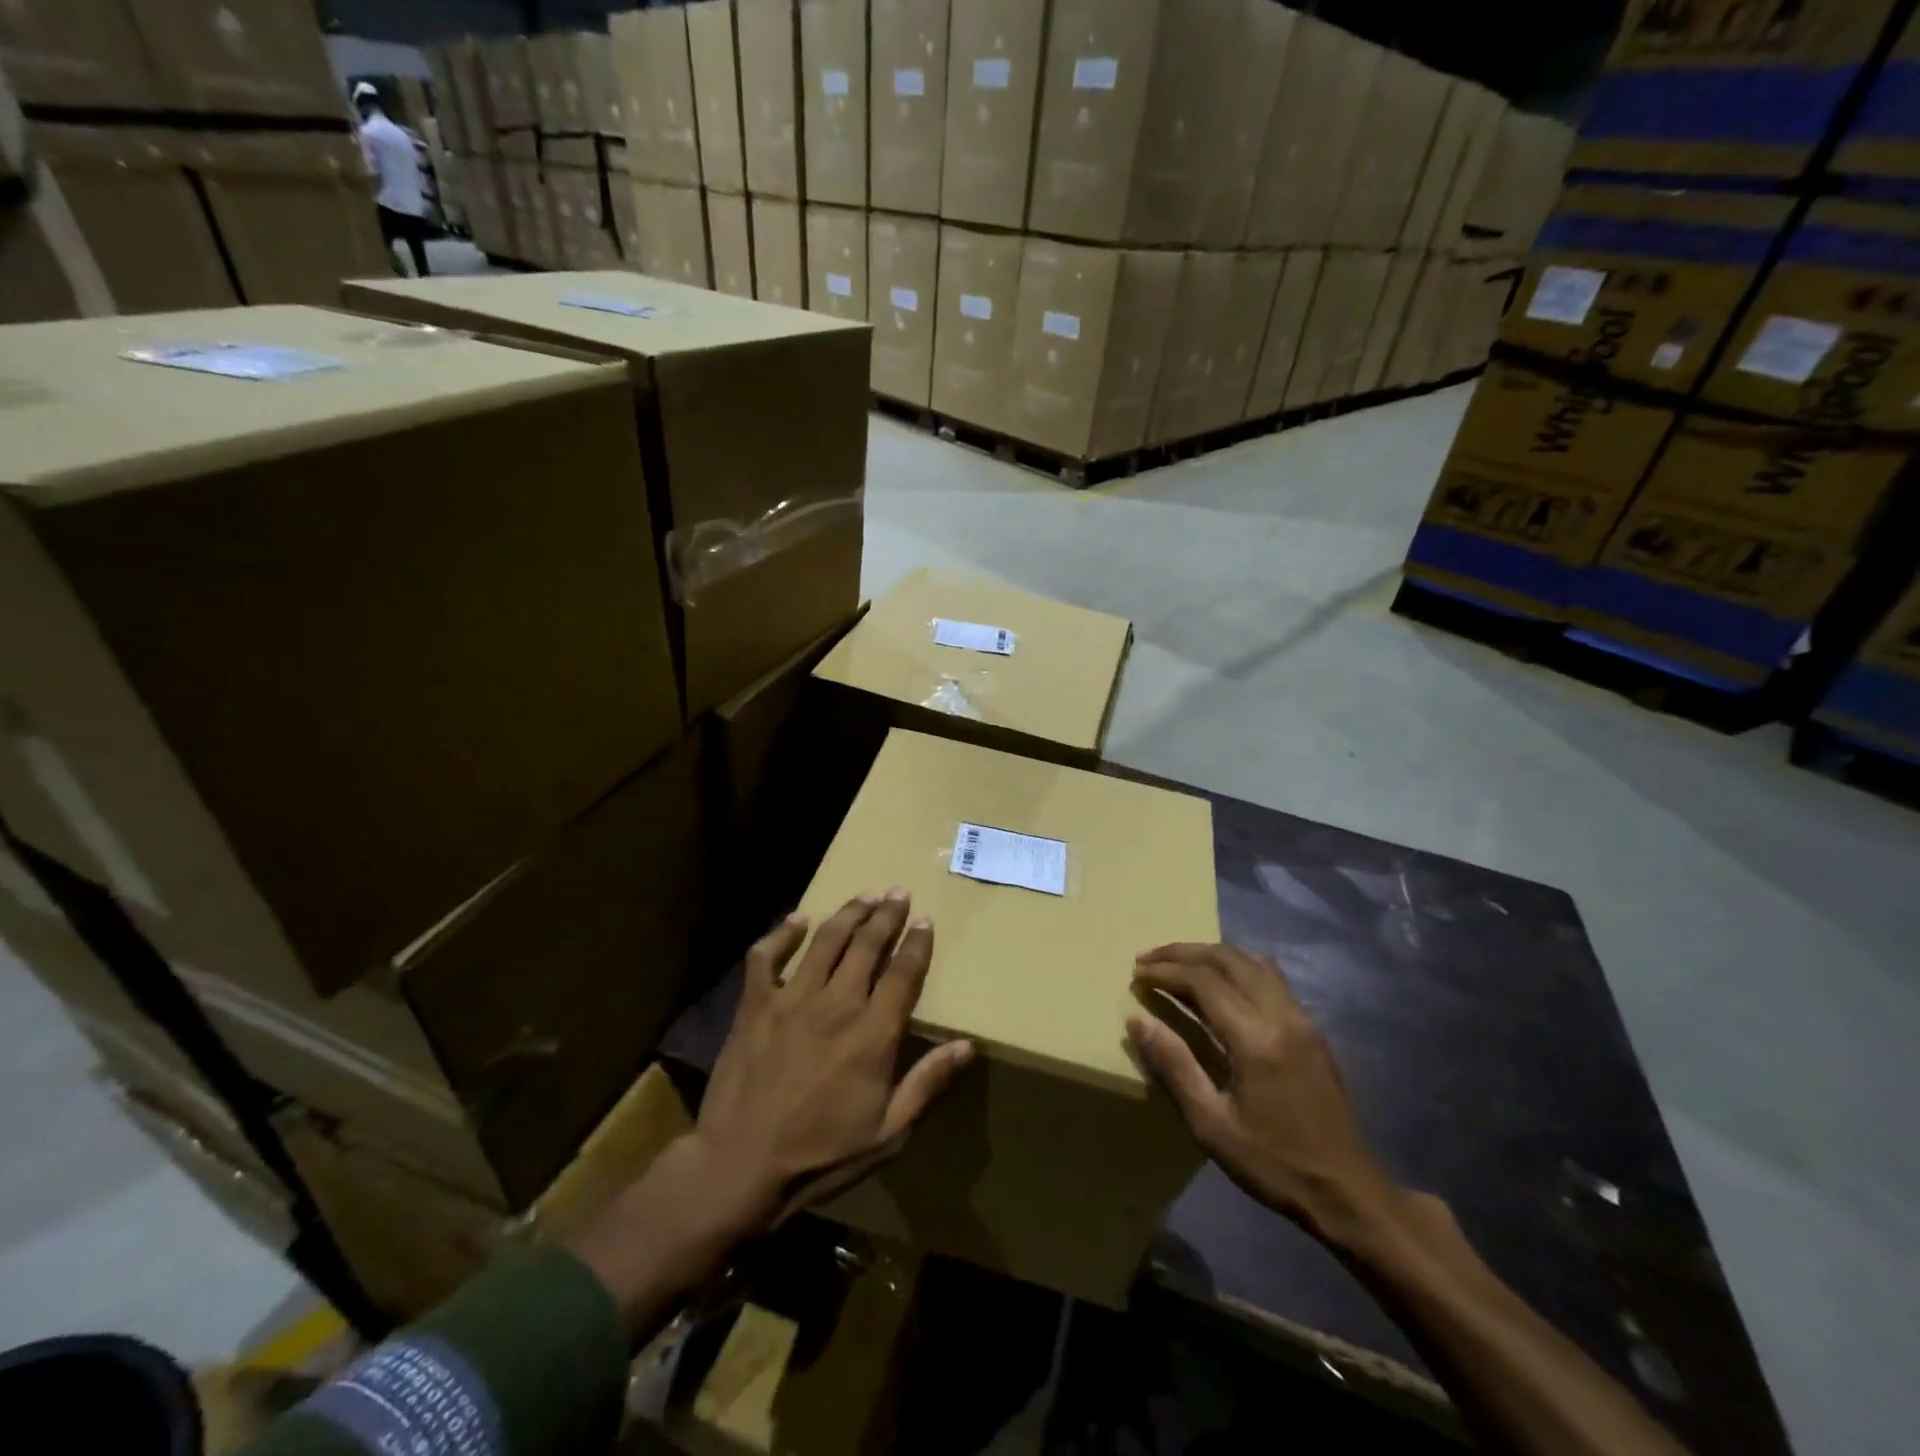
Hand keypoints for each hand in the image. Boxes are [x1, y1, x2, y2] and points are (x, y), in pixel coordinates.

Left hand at [693, 890, 976, 1230]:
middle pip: (867, 944)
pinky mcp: (755, 1004)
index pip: (903, 973)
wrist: (739, 1167)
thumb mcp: (888, 1133)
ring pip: (826, 940)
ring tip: (864, 896)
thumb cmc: (820, 1155)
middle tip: (898, 893)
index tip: (925, 921)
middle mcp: (836, 1004)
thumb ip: (927, 1083)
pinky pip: (767, 956)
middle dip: (886, 915)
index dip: (917, 943)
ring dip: (848, 913)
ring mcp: (792, 999)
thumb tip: (968, 1046)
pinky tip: (798, 919)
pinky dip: (783, 933)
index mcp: (873, 1033)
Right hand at [1126, 943, 1399, 1248]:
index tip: (1136, 973)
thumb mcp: (1212, 1125)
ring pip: (1251, 960)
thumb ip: (1175, 1066)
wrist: (1349, 1192)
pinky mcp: (1311, 1028)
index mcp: (1256, 1038)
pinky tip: (1220, 983)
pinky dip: (1236, 965)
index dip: (1166, 970)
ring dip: (1211, 954)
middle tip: (1148, 960)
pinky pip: (1269, 976)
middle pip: (1227, 959)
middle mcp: (1281, 1015)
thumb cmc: (1275, 1164)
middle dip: (1183, 952)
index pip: (1203, 980)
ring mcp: (1302, 1018)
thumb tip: (1137, 1020)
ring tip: (1179, 963)